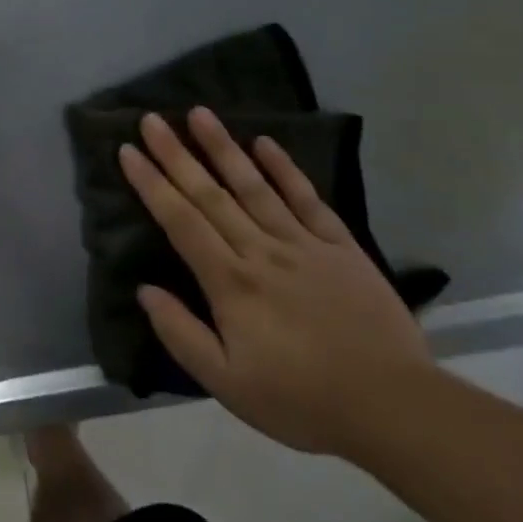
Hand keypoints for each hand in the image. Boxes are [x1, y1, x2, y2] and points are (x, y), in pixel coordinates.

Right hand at [118, 108, 432, 456]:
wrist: (394, 408)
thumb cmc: (301, 400)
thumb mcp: (227, 383)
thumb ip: (181, 334)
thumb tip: (144, 290)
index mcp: (230, 282)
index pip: (180, 221)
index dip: (151, 184)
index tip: (128, 151)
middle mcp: (261, 251)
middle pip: (210, 194)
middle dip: (175, 154)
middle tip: (150, 119)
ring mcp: (303, 245)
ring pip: (254, 186)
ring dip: (223, 147)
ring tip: (199, 113)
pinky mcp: (341, 248)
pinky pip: (308, 200)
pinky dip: (286, 170)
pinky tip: (266, 143)